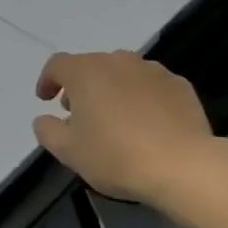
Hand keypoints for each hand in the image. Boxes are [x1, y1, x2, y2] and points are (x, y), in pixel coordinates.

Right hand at [33, 51, 227, 204]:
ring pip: (122, 73)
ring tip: (113, 118)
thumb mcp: (68, 151)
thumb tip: (44, 119)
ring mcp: (152, 70)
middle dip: (80, 86)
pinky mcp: (179, 85)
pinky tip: (145, 123)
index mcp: (86, 72)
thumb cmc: (116, 156)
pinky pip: (150, 85)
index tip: (45, 100)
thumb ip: (47, 130)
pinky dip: (141, 97)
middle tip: (78, 113)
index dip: (47, 80)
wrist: (183, 166)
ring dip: (111, 89)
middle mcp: (118, 61)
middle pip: (91, 66)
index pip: (57, 65)